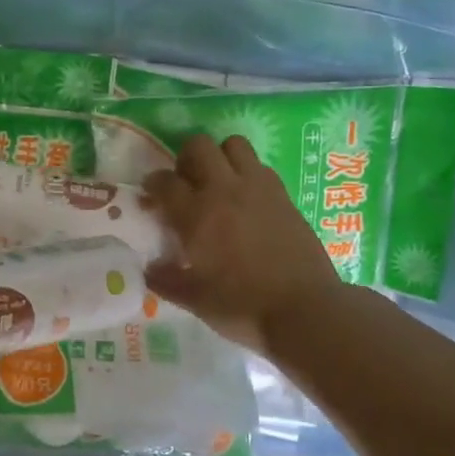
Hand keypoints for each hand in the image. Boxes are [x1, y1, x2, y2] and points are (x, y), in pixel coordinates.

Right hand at [141, 133, 341, 354]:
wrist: (305, 310)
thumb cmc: (243, 307)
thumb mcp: (195, 300)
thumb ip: (167, 281)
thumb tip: (150, 269)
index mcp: (196, 215)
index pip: (164, 182)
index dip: (152, 184)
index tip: (151, 196)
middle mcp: (225, 191)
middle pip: (199, 146)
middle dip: (185, 158)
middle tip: (185, 183)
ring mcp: (258, 189)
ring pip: (234, 144)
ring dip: (220, 156)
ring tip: (218, 182)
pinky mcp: (284, 195)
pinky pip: (260, 166)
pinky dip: (247, 173)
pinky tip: (246, 199)